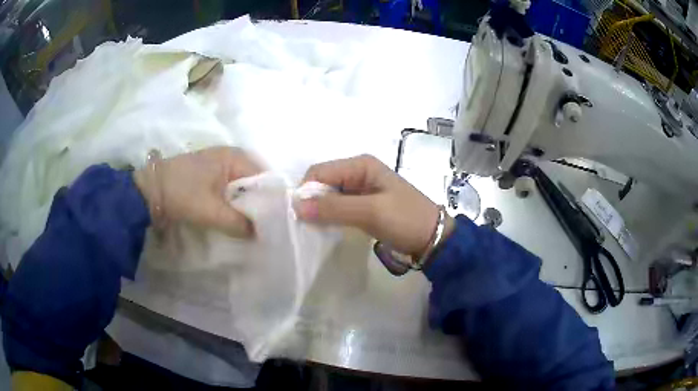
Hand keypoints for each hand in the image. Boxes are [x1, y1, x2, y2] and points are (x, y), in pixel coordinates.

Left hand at [134, 147, 261, 236]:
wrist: (150, 190)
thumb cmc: (182, 193)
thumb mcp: (212, 211)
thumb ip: (239, 223)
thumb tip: (261, 234)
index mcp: (235, 157)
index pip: (265, 178)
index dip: (272, 200)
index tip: (276, 222)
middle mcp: (231, 156)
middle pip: (254, 183)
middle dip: (259, 205)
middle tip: (266, 228)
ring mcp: (219, 165)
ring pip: (242, 188)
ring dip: (245, 206)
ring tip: (252, 226)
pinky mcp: (209, 175)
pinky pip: (230, 189)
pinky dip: (233, 203)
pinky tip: (234, 218)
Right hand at [294, 155, 453, 258]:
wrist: (433, 239)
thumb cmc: (405, 220)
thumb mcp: (371, 212)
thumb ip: (334, 208)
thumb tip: (296, 207)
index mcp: (360, 165)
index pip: (319, 172)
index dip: (306, 191)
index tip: (299, 216)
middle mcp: (358, 172)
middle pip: (322, 183)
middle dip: (311, 202)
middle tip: (305, 226)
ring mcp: (360, 190)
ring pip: (329, 196)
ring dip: (320, 211)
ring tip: (315, 230)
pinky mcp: (363, 205)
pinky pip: (339, 207)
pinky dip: (330, 217)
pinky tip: (327, 229)